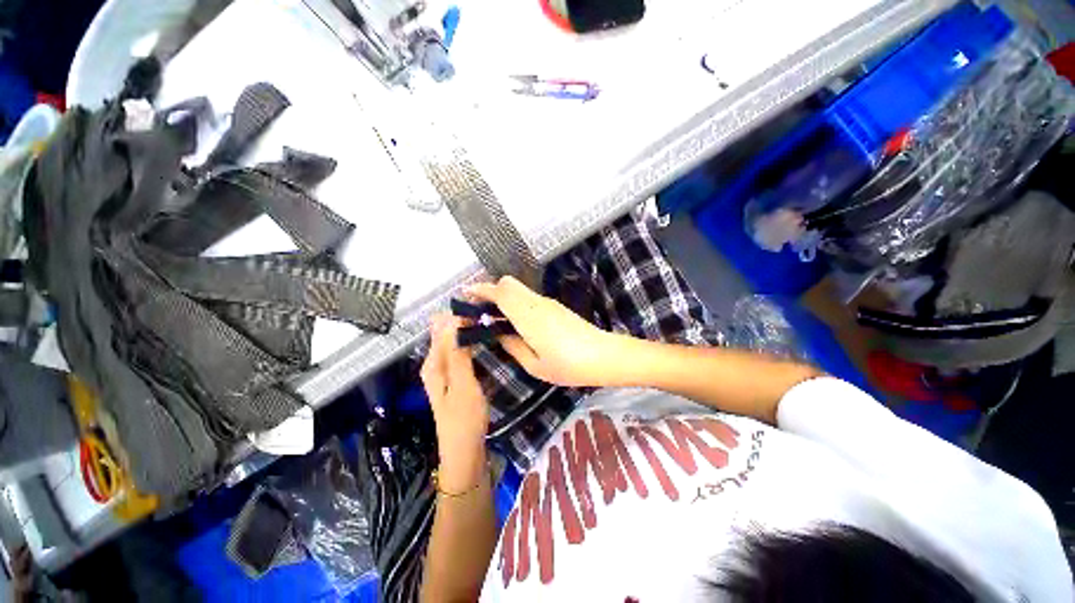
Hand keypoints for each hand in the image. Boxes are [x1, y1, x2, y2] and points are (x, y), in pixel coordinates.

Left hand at [421, 314, 488, 491]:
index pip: (443, 329)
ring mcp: (450, 373)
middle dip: (465, 320)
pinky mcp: (461, 379)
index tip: (480, 303)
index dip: (459, 314)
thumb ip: (457, 353)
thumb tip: (453, 319)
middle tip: (489, 310)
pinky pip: (466, 355)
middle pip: (449, 335)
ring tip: (491, 319)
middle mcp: (438, 365)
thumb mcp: (462, 384)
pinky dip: (474, 345)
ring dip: (470, 331)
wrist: (466, 454)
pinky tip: (488, 341)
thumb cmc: (463, 420)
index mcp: (433, 364)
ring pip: (458, 344)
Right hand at [467, 276, 620, 387]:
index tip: (466, 294)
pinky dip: (516, 302)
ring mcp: (548, 303)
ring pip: (519, 289)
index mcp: (528, 316)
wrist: (604, 355)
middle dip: (491, 291)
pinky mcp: (556, 306)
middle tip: (481, 311)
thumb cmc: (569, 366)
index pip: (500, 292)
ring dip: (503, 297)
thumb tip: (500, 334)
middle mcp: (536, 303)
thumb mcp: (535, 366)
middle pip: (508, 283)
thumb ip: (513, 347)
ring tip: (496, 319)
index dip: (481, 290)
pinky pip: (529, 297)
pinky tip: (517, 323)